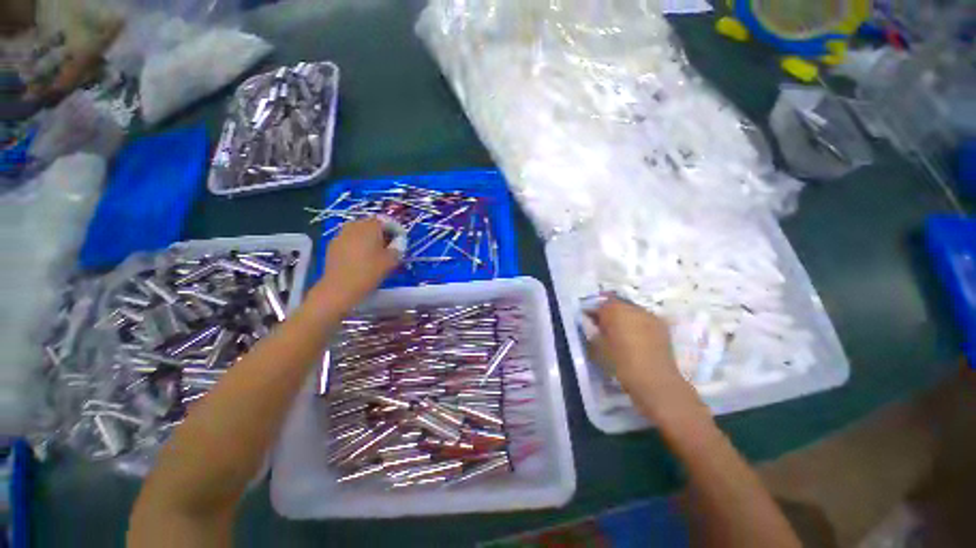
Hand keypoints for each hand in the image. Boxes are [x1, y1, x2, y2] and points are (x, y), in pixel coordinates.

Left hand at [315, 218, 400, 310]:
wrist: (340, 288)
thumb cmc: (369, 272)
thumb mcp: (391, 260)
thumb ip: (398, 247)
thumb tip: (399, 242)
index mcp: (370, 226)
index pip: (387, 221)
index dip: (396, 230)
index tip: (401, 241)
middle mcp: (354, 225)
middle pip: (372, 224)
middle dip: (382, 233)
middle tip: (390, 247)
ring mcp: (341, 234)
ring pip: (360, 232)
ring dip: (369, 239)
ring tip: (376, 253)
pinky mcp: (333, 245)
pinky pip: (350, 240)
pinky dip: (358, 245)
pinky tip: (362, 258)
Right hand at [587, 297, 682, 393]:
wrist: (654, 380)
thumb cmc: (620, 362)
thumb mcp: (597, 347)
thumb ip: (592, 331)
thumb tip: (592, 324)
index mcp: (614, 310)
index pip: (598, 305)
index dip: (592, 313)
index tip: (589, 323)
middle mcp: (632, 308)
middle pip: (616, 305)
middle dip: (609, 313)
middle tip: (604, 328)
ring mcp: (649, 315)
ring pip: (631, 311)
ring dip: (625, 318)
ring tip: (621, 334)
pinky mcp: (662, 326)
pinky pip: (644, 320)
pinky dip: (638, 325)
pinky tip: (636, 338)